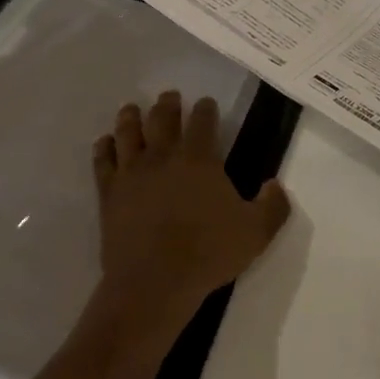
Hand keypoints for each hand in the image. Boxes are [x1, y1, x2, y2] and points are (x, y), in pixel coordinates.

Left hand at [92, 91, 291, 327]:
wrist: (154, 282)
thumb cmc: (207, 254)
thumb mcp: (255, 233)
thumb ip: (273, 206)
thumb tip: (276, 184)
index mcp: (199, 159)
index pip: (203, 121)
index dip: (206, 109)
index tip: (206, 102)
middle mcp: (163, 156)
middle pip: (163, 117)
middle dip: (168, 103)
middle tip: (169, 96)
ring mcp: (132, 171)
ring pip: (128, 131)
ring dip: (131, 116)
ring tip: (132, 108)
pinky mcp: (110, 191)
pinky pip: (103, 161)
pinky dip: (104, 147)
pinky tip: (105, 142)